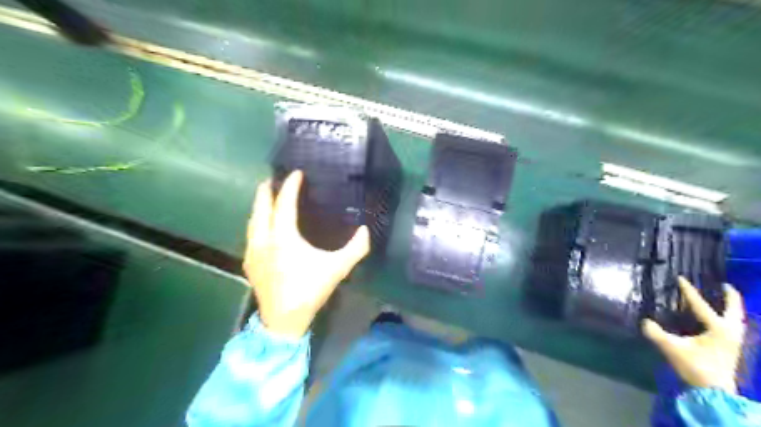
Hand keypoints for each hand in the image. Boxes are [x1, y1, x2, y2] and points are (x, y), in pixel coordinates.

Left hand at [244, 170, 371, 339]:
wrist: (283, 320)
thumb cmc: (309, 290)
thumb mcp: (337, 269)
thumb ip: (355, 249)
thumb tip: (365, 230)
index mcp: (283, 237)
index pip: (284, 204)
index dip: (290, 186)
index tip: (296, 173)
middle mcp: (263, 239)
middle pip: (261, 207)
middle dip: (267, 191)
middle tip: (274, 179)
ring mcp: (253, 251)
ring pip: (252, 221)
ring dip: (260, 206)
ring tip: (267, 198)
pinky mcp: (249, 263)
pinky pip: (251, 234)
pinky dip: (257, 223)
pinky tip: (263, 226)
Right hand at [641, 277, 743, 392]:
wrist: (715, 391)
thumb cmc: (695, 366)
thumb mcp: (672, 348)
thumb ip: (656, 333)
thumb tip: (645, 321)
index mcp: (718, 328)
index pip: (700, 304)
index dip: (688, 291)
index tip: (681, 277)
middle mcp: (731, 331)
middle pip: (734, 309)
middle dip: (730, 296)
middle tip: (722, 284)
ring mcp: (735, 339)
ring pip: (738, 318)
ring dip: (732, 307)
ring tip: (724, 298)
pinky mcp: (733, 346)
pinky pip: (734, 325)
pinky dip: (730, 317)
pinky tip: (721, 318)